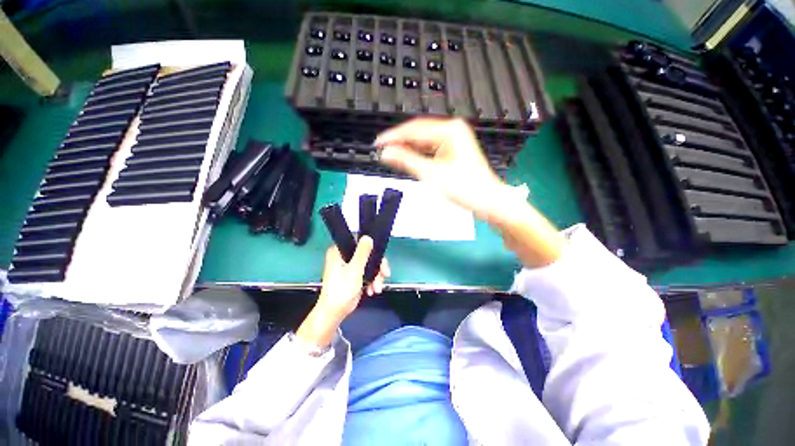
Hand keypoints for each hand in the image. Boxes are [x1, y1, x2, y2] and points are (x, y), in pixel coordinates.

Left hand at [317, 236, 389, 318]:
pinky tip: (372, 290)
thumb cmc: (340, 290)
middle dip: (377, 267)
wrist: (334, 312)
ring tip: (376, 288)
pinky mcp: (354, 275)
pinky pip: (368, 273)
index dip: (372, 249)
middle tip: (384, 275)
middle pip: (368, 255)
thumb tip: (367, 237)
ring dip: (376, 276)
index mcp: (339, 251)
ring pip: (370, 265)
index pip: (359, 243)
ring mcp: (349, 266)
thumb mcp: (354, 269)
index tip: (380, 259)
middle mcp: (344, 256)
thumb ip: (362, 253)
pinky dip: (372, 281)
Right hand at [377, 118, 565, 267]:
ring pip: (423, 140)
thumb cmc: (465, 188)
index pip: (414, 129)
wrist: (488, 201)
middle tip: (382, 150)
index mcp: (450, 130)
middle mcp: (452, 130)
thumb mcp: (432, 174)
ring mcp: (454, 140)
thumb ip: (407, 161)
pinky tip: (408, 159)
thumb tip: (386, 152)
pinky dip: (418, 154)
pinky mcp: (453, 150)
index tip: (377, 143)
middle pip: (418, 132)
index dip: (393, 136)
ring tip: (391, 155)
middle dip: (400, 142)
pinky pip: (430, 148)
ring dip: (408, 148)